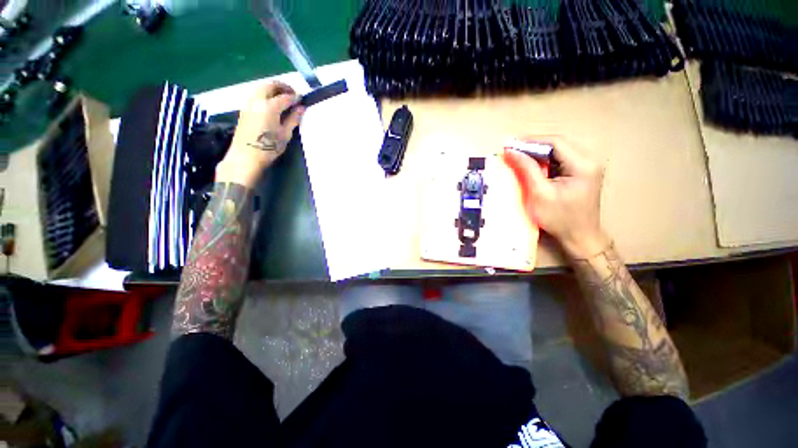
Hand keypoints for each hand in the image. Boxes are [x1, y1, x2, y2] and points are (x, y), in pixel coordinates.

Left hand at [216, 82, 305, 187]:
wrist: (246, 156)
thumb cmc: (268, 147)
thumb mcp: (285, 134)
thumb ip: (293, 119)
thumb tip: (301, 107)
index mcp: (270, 106)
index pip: (285, 97)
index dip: (295, 97)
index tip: (302, 99)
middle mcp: (258, 100)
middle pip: (270, 85)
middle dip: (282, 87)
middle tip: (292, 94)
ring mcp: (249, 103)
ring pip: (261, 88)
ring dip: (273, 89)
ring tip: (283, 98)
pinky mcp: (244, 109)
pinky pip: (256, 95)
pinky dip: (265, 94)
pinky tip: (272, 104)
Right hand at [504, 136, 609, 258]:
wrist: (580, 237)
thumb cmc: (560, 219)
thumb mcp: (540, 194)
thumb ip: (527, 170)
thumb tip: (512, 152)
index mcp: (583, 164)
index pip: (556, 142)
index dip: (531, 141)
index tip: (511, 143)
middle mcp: (589, 160)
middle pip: (558, 144)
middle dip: (533, 146)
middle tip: (512, 150)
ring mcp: (587, 165)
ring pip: (558, 151)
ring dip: (537, 153)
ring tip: (518, 157)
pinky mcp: (582, 172)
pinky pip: (560, 160)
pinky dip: (544, 161)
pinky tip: (532, 166)